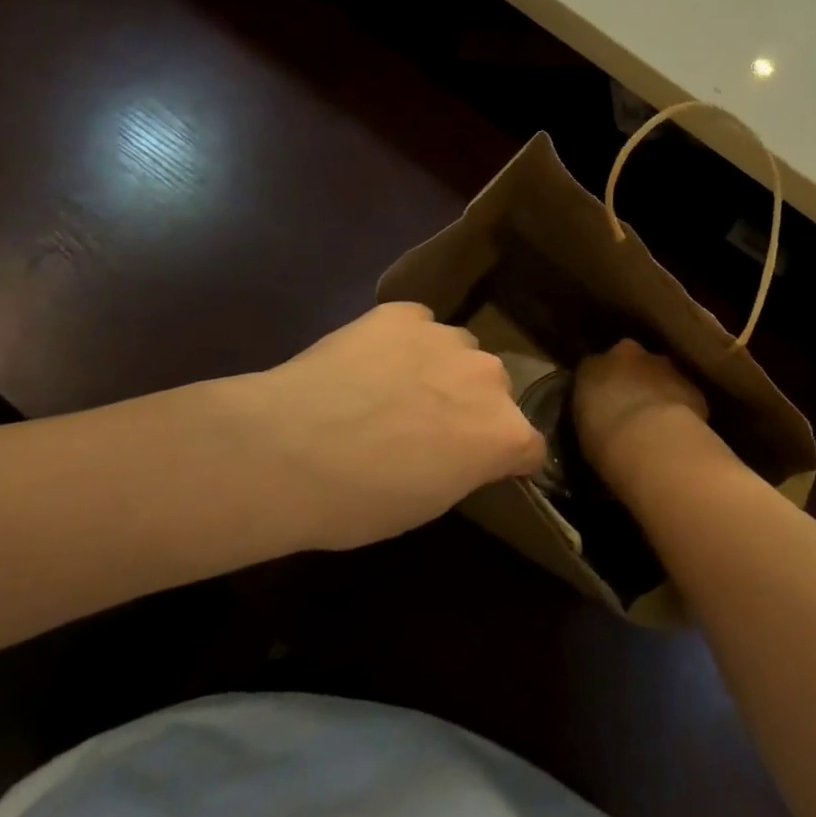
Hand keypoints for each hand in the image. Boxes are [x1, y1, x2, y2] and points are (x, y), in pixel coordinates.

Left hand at [207, 302, 543, 552]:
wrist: (286, 450)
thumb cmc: (358, 500)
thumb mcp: (428, 503)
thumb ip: (465, 466)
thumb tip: (462, 450)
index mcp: (504, 433)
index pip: (529, 445)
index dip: (506, 459)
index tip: (478, 467)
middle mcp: (489, 377)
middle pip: (496, 390)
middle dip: (474, 406)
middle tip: (428, 427)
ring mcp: (447, 338)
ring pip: (460, 351)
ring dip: (442, 369)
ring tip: (393, 389)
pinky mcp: (405, 313)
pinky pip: (418, 324)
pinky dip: (404, 342)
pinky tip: (369, 362)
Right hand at [574, 340, 734, 497]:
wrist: (651, 440)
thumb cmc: (603, 439)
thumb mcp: (584, 428)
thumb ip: (592, 413)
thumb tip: (601, 416)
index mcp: (593, 366)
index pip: (594, 368)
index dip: (601, 386)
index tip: (603, 406)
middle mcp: (628, 355)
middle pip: (631, 362)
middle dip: (632, 381)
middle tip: (631, 412)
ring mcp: (664, 366)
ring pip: (661, 375)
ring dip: (659, 392)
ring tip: (658, 426)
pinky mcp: (692, 386)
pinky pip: (685, 395)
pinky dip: (683, 408)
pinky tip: (681, 433)